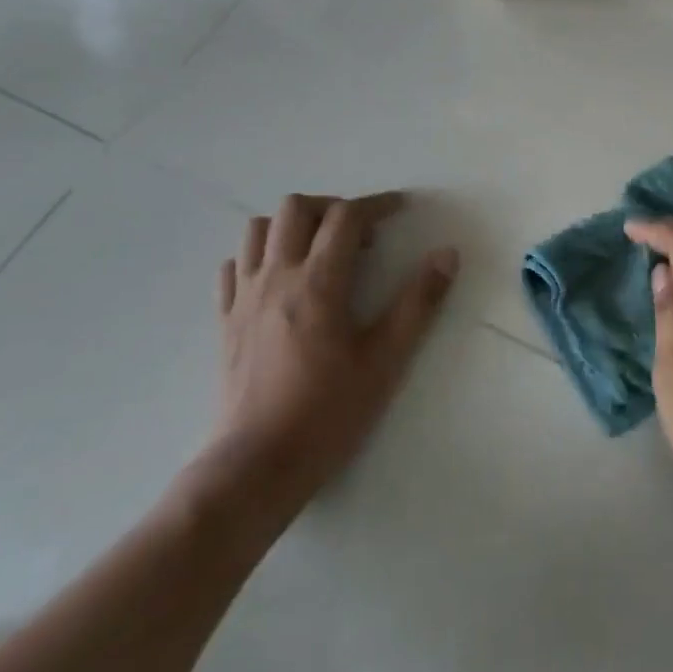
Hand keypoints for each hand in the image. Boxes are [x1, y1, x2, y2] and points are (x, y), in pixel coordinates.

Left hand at [197, 192, 458, 531]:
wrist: (255, 467)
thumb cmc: (328, 413)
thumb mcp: (386, 360)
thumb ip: (418, 302)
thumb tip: (447, 255)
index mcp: (318, 283)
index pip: (346, 217)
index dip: (377, 205)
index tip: (401, 209)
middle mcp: (276, 278)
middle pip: (296, 208)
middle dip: (332, 207)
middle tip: (360, 234)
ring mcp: (244, 298)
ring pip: (259, 230)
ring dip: (293, 226)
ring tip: (320, 250)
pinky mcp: (225, 321)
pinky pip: (235, 266)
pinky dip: (259, 256)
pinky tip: (280, 278)